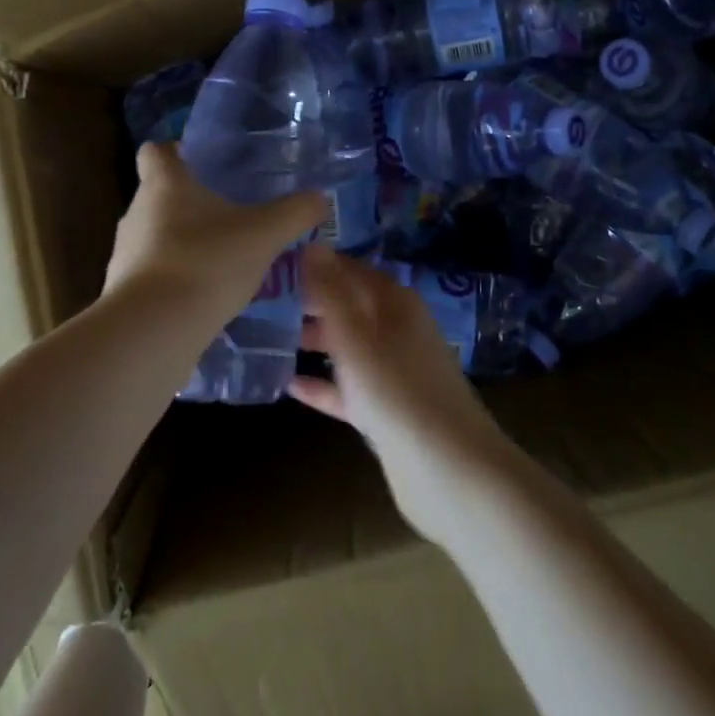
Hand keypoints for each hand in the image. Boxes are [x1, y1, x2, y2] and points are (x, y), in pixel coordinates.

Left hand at [104, 143, 325, 325]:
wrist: (153, 331)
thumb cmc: (207, 262)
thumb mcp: (265, 234)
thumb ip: (295, 213)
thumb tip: (320, 198)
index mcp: (164, 184)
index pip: (155, 151)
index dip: (175, 152)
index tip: (201, 163)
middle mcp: (137, 211)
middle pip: (159, 195)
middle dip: (190, 203)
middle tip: (229, 214)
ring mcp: (124, 253)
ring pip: (156, 236)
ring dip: (183, 243)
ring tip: (222, 259)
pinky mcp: (123, 291)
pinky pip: (152, 273)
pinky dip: (174, 278)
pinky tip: (204, 296)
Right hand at [290, 246, 520, 543]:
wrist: (450, 472)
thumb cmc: (398, 393)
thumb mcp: (357, 338)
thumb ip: (332, 293)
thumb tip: (313, 244)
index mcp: (395, 304)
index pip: (351, 270)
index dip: (318, 264)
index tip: (276, 263)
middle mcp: (397, 330)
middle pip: (349, 306)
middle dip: (312, 302)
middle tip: (263, 300)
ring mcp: (393, 372)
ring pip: (348, 347)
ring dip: (315, 341)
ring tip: (269, 336)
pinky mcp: (388, 410)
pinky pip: (349, 388)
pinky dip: (324, 385)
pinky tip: (289, 386)